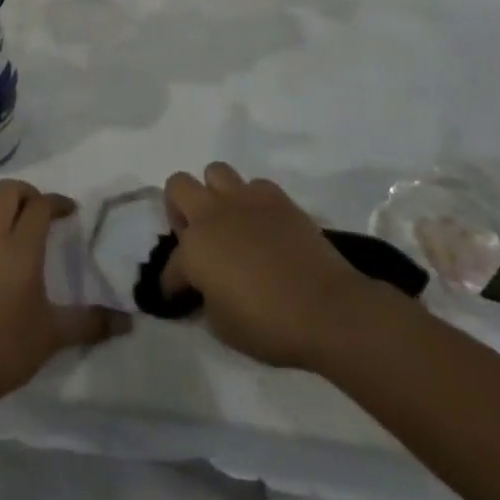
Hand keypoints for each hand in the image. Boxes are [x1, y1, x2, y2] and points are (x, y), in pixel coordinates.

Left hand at [0, 179, 131, 411]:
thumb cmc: (8, 348)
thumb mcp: (54, 335)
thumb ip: (91, 323)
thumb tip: (128, 322)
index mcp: (21, 249)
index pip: (40, 206)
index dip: (57, 202)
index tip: (70, 212)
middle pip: (6, 192)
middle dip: (26, 192)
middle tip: (39, 210)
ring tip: (9, 217)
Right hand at [162, 163, 379, 368]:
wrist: (328, 310)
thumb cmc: (270, 326)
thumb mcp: (222, 326)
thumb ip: (206, 299)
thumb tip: (208, 289)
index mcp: (193, 249)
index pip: (171, 265)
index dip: (172, 284)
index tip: (178, 296)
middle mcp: (211, 215)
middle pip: (178, 185)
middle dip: (179, 208)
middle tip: (194, 236)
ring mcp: (245, 201)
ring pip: (215, 172)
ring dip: (215, 194)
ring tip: (228, 220)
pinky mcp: (278, 199)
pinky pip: (255, 185)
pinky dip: (254, 201)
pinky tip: (263, 224)